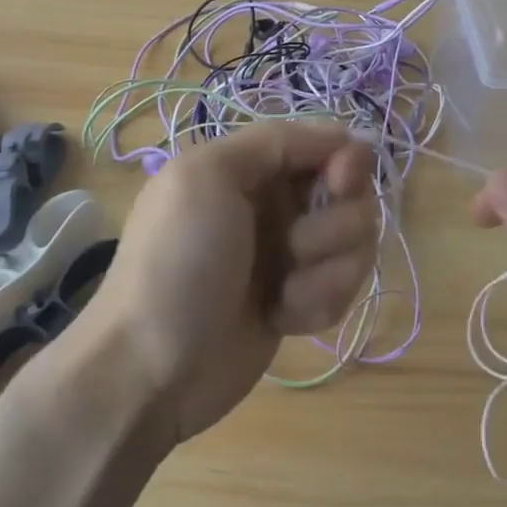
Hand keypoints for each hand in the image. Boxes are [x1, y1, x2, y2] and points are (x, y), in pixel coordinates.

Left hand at [83, 121, 377, 443]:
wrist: (151, 370)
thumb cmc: (176, 263)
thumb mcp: (206, 176)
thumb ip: (274, 141)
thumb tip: (342, 136)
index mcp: (249, 167)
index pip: (324, 144)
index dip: (344, 161)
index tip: (339, 184)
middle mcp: (274, 204)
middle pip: (351, 193)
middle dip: (334, 224)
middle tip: (296, 248)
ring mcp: (289, 255)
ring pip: (355, 242)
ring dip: (328, 271)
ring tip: (284, 294)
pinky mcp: (300, 300)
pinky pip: (343, 286)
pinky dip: (320, 303)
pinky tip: (282, 319)